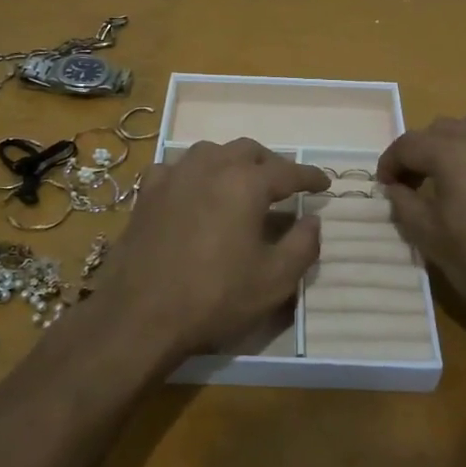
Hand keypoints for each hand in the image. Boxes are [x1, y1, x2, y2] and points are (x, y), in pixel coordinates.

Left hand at [95, 139, 328, 369]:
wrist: (140, 315)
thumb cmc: (215, 297)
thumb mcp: (275, 280)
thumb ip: (303, 245)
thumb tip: (312, 220)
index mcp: (246, 183)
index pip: (288, 171)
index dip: (310, 177)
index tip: (325, 184)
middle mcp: (210, 167)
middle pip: (248, 151)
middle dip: (271, 163)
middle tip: (284, 184)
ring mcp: (174, 176)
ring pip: (211, 152)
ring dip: (232, 162)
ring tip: (241, 183)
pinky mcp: (147, 193)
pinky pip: (176, 168)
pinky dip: (193, 173)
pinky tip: (193, 190)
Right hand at [377, 104, 465, 325]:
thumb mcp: (430, 237)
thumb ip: (404, 204)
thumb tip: (396, 188)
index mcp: (451, 152)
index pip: (407, 144)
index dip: (390, 163)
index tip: (386, 186)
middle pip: (441, 128)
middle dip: (422, 151)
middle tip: (417, 184)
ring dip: (461, 136)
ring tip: (459, 166)